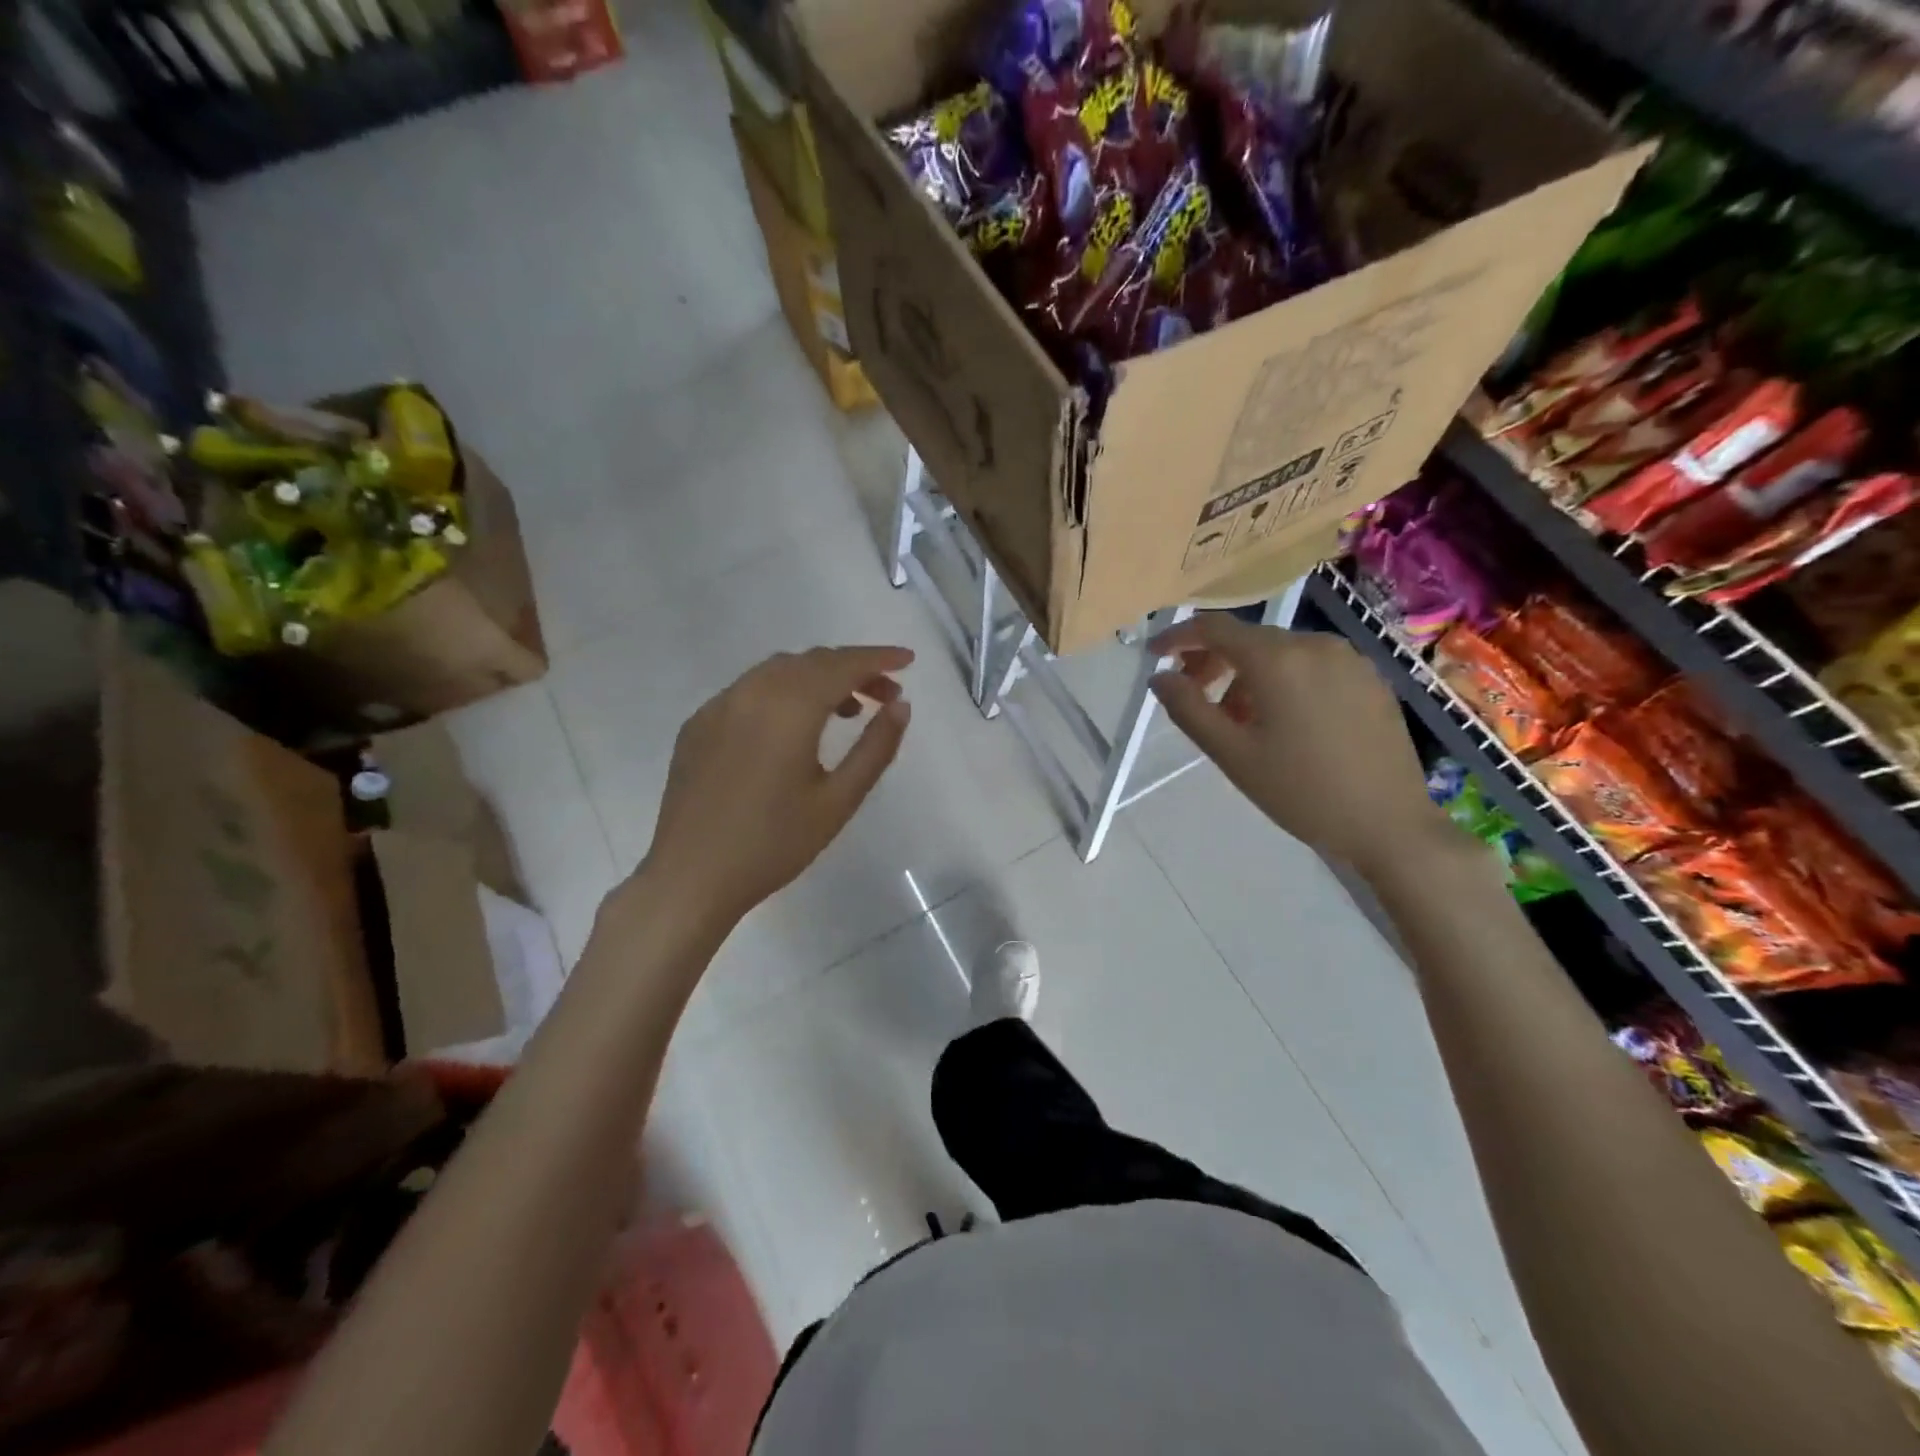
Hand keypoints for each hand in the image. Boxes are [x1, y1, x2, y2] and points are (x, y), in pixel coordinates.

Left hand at [642, 645, 914, 924]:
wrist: (691, 877)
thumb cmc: (774, 844)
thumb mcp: (838, 801)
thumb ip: (875, 748)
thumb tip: (901, 706)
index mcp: (788, 708)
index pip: (842, 665)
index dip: (879, 658)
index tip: (908, 660)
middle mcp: (751, 692)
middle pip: (811, 661)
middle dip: (853, 668)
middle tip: (885, 696)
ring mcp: (718, 706)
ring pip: (778, 670)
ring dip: (818, 677)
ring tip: (846, 711)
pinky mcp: (698, 724)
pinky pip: (749, 690)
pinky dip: (783, 692)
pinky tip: (793, 727)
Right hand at [1148, 614, 1443, 876]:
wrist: (1389, 824)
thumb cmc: (1300, 791)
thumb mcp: (1232, 754)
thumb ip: (1188, 708)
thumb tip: (1160, 676)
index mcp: (1278, 659)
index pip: (1215, 628)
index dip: (1179, 637)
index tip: (1155, 655)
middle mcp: (1315, 645)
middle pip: (1248, 640)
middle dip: (1213, 662)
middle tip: (1193, 699)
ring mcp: (1349, 660)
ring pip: (1281, 655)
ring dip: (1248, 677)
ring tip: (1239, 722)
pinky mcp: (1370, 680)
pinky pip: (1312, 668)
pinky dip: (1284, 683)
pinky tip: (1283, 723)